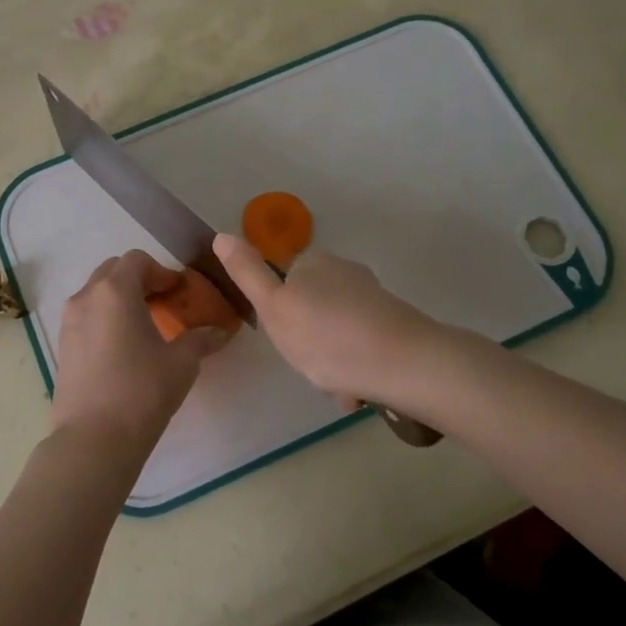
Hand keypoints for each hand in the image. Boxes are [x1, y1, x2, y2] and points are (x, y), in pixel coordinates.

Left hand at [50, 250, 230, 458]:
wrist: (93, 440)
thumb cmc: (142, 391)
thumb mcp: (182, 363)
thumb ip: (201, 339)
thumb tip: (220, 331)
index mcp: (115, 291)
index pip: (138, 260)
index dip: (162, 271)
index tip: (179, 292)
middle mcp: (86, 297)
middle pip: (113, 271)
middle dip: (139, 281)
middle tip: (163, 304)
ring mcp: (69, 322)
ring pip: (96, 294)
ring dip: (120, 299)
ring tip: (144, 327)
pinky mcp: (63, 346)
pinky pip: (86, 317)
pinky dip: (105, 319)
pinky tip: (124, 348)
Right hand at [214, 233, 442, 408]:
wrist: (404, 363)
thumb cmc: (327, 337)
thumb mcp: (274, 308)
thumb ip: (248, 274)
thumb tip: (221, 235)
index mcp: (314, 262)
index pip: (284, 283)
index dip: (281, 315)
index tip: (286, 341)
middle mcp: (345, 271)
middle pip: (312, 309)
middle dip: (309, 340)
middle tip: (311, 367)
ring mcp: (373, 296)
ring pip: (337, 331)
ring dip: (333, 360)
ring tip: (338, 387)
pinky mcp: (395, 322)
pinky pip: (362, 346)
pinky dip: (356, 366)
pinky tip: (359, 390)